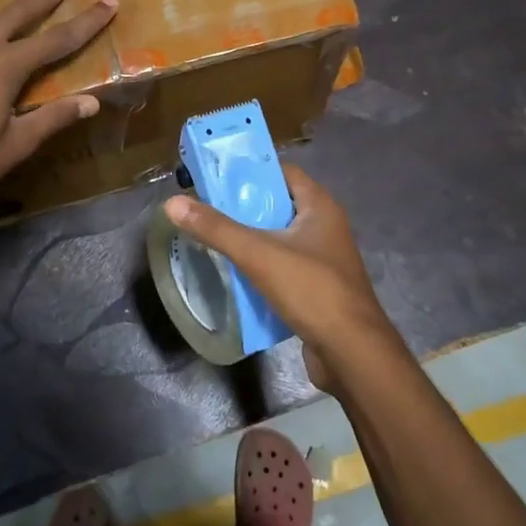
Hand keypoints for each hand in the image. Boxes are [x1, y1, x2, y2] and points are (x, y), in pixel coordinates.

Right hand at [164, 165, 410, 393]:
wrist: (352, 353)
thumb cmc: (312, 291)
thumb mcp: (259, 255)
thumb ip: (217, 229)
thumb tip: (173, 203)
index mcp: (320, 207)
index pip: (283, 173)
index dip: (251, 172)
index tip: (216, 179)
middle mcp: (325, 227)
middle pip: (279, 206)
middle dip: (245, 208)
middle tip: (207, 211)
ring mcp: (324, 260)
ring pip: (280, 239)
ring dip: (252, 240)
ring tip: (214, 241)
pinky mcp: (318, 289)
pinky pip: (284, 268)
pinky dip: (262, 268)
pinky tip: (236, 276)